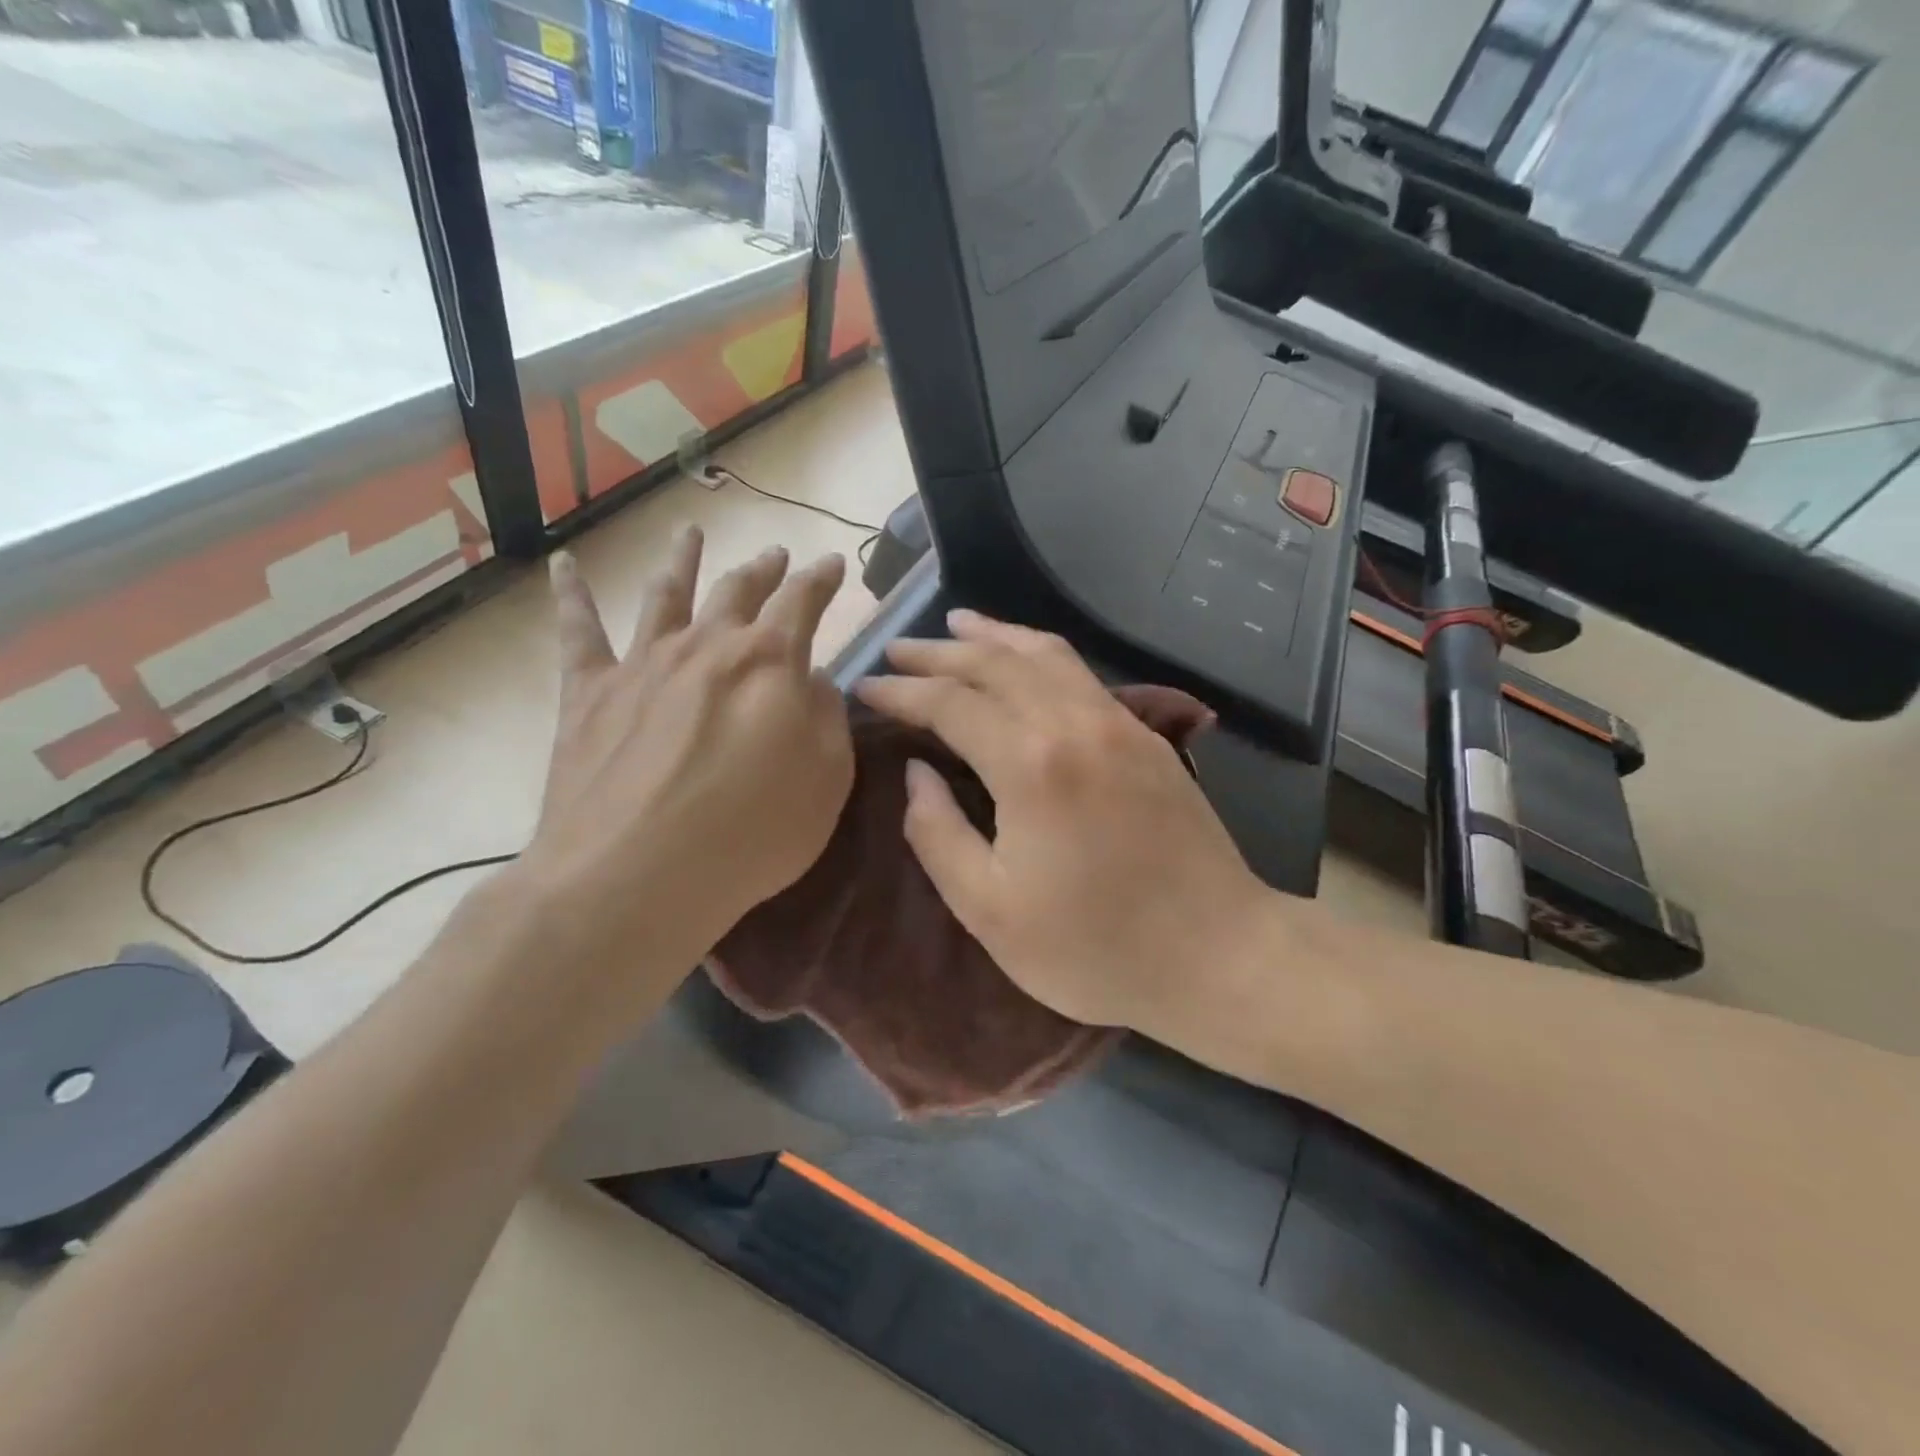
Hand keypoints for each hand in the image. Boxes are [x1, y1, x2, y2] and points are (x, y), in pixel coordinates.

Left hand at [523, 528, 853, 984]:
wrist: (634, 874)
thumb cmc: (750, 834)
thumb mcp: (826, 780)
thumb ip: (828, 719)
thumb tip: (813, 680)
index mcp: (769, 661)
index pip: (803, 602)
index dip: (821, 580)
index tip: (831, 564)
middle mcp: (706, 645)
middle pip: (738, 591)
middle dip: (763, 571)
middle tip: (776, 556)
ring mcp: (643, 663)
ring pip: (667, 594)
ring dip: (684, 561)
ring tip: (692, 533)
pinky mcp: (588, 692)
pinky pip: (578, 632)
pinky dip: (571, 594)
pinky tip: (565, 564)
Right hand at [855, 611, 1270, 1031]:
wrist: (1218, 955)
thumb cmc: (1094, 947)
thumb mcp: (990, 910)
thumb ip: (938, 835)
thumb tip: (915, 774)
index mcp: (1030, 764)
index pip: (950, 703)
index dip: (902, 692)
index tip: (866, 688)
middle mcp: (1074, 723)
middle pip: (996, 663)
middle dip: (939, 651)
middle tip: (896, 648)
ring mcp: (1119, 723)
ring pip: (1046, 654)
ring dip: (995, 636)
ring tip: (957, 623)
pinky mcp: (1146, 737)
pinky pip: (1080, 674)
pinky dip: (1040, 653)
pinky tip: (1024, 660)